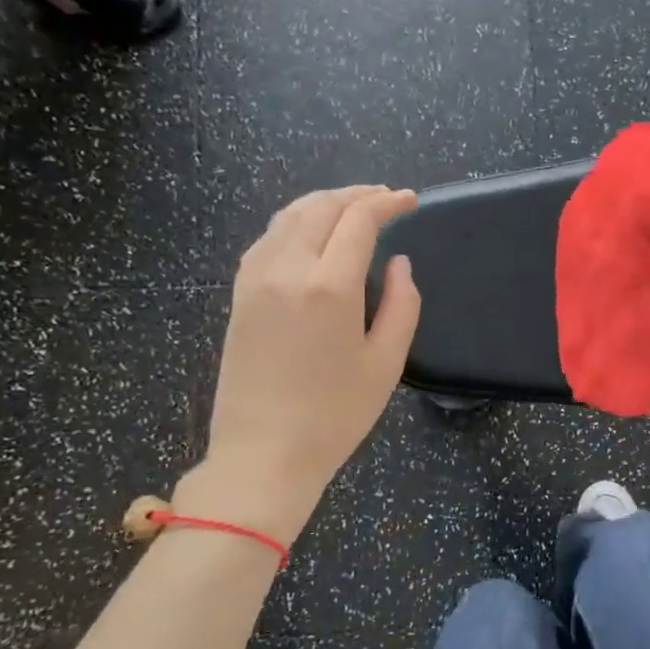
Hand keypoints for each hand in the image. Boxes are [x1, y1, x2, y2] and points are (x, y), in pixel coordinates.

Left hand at [182, 185, 420, 542]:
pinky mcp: (239, 294)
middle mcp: (287, 270)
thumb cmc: (335, 415)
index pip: (358, 221)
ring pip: (289, 217)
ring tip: (352, 206)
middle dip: (357, 195)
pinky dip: (295, 222)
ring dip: (324, 203)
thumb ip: (402, 304)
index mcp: (329, 287)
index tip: (410, 200)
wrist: (262, 453)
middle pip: (321, 208)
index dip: (387, 203)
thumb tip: (399, 264)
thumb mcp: (386, 363)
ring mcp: (255, 279)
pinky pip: (267, 239)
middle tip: (386, 197)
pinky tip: (311, 233)